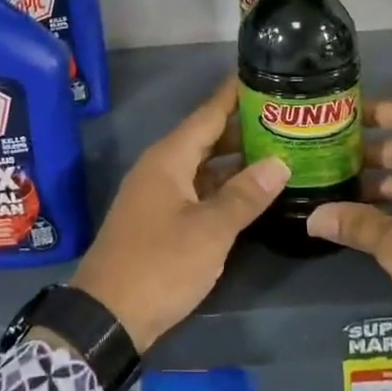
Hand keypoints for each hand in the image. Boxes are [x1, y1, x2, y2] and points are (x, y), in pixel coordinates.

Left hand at [70, 77, 288, 352]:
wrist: (107, 316)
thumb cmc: (160, 265)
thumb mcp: (210, 230)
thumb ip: (246, 195)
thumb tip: (279, 162)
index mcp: (169, 158)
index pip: (208, 113)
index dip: (235, 94)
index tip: (264, 74)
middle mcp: (161, 168)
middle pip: (206, 137)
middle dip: (243, 127)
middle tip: (285, 117)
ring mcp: (158, 194)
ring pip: (203, 165)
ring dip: (235, 159)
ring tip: (277, 150)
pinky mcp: (159, 219)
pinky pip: (197, 188)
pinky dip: (223, 186)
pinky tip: (250, 191)